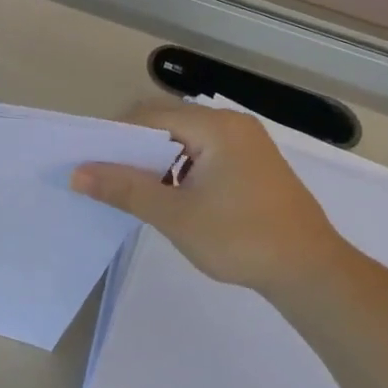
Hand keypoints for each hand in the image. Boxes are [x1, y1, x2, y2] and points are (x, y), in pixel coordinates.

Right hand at [71, 103, 355, 304]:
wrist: (311, 272)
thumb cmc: (241, 239)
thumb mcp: (175, 215)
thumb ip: (124, 189)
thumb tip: (77, 174)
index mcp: (216, 127)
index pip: (149, 115)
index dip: (114, 136)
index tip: (89, 162)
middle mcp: (231, 125)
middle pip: (165, 122)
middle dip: (131, 148)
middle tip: (104, 177)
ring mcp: (245, 143)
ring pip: (182, 140)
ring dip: (154, 160)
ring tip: (130, 190)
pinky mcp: (251, 164)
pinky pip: (201, 153)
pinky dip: (177, 168)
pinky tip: (166, 196)